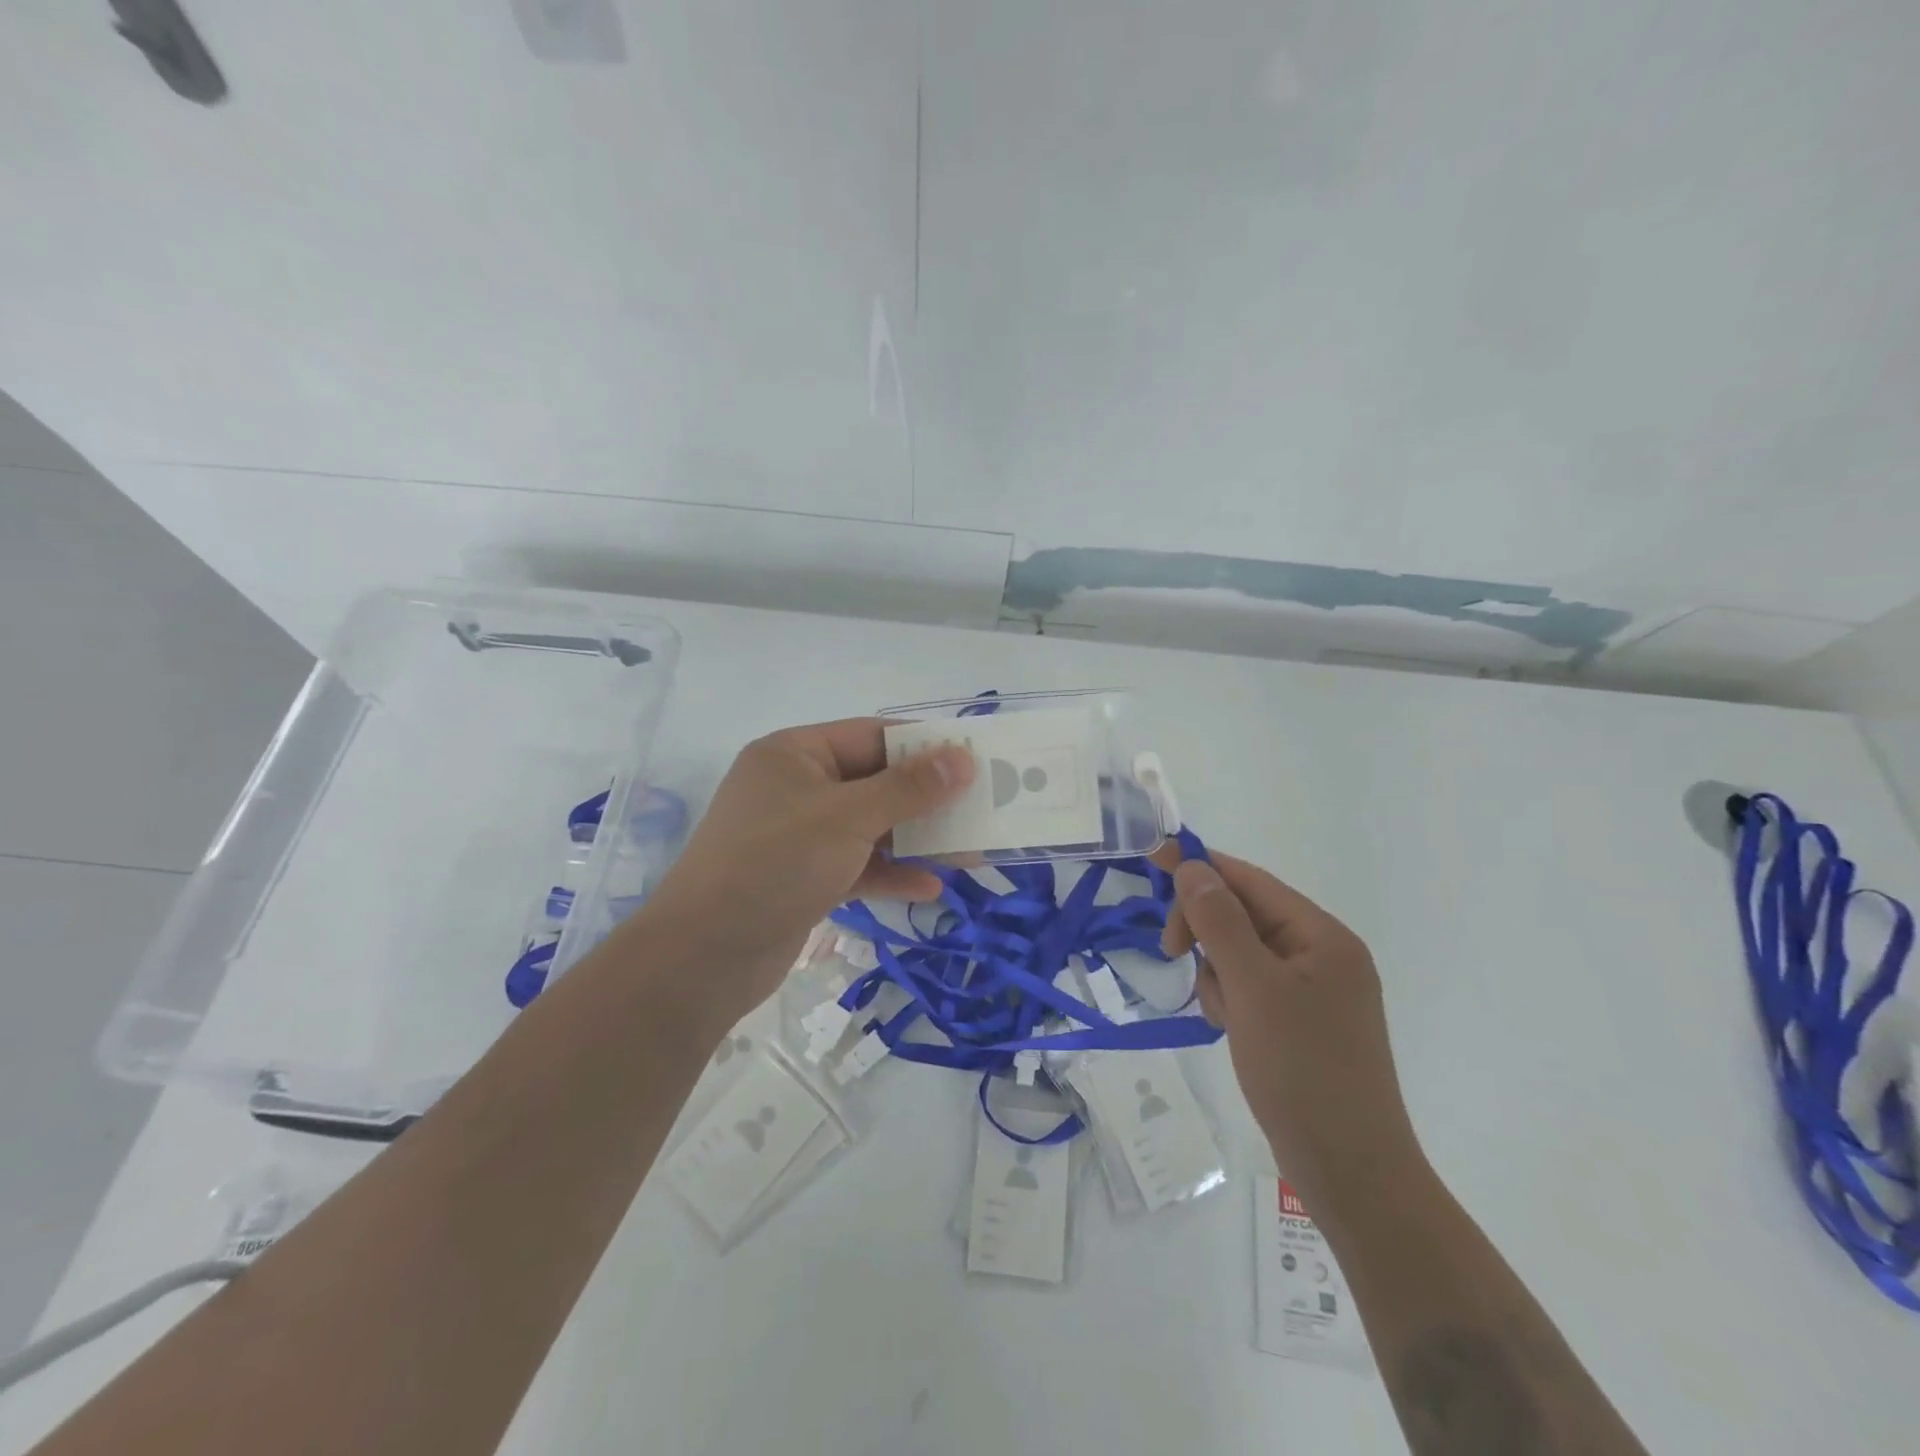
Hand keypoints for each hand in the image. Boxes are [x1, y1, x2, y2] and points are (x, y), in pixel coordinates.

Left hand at [628, 718, 973, 1029]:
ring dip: (915, 840)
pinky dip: (890, 873)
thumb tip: (961, 758)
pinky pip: (857, 865)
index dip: (923, 746)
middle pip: (874, 782)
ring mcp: (798, 835)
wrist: (704, 956)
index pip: (871, 736)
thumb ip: (908, 788)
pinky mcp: (803, 877)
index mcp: (794, 754)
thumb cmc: (774, 865)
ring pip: (870, 827)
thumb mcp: (847, 819)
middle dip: (926, 799)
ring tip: (969, 852)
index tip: (973, 759)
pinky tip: (930, 887)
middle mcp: (796, 787)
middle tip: (980, 808)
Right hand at [1162, 852, 1423, 1214]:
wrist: (1351, 1172)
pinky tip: (1232, 1030)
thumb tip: (1193, 867)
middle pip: (1245, 915)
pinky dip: (1231, 999)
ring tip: (1223, 1015)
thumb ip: (1220, 922)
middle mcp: (1322, 955)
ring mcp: (1314, 992)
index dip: (1201, 868)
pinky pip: (1251, 988)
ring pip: (1241, 954)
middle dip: (1206, 931)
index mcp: (1322, 937)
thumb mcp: (1253, 988)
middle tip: (1171, 952)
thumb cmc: (1302, 1070)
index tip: (1152, 860)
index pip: (1251, 882)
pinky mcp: (1302, 1023)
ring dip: (1217, 973)